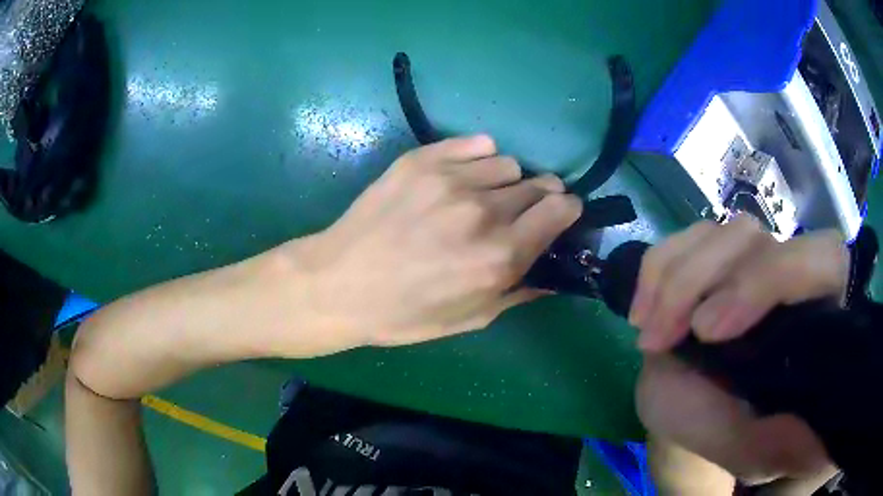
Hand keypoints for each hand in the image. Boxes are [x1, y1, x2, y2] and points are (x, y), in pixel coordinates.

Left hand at [290, 135, 581, 347]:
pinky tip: (463, 176)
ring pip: (507, 163)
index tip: (560, 213)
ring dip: (505, 181)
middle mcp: (483, 212)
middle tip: (518, 211)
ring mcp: (450, 180)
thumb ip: (518, 292)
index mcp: (499, 257)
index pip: (560, 209)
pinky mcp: (422, 161)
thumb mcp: (469, 319)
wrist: (338, 285)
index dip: (567, 209)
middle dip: (539, 197)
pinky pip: (476, 144)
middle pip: (538, 184)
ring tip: (482, 197)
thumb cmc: (404, 314)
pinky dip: (479, 158)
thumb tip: (553, 274)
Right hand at [631, 217, 848, 484]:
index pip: (819, 260)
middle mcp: (790, 273)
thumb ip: (783, 440)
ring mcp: (750, 261)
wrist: (704, 413)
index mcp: (818, 312)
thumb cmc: (739, 432)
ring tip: (650, 337)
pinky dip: (657, 270)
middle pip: (755, 240)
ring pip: (718, 234)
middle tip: (662, 340)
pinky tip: (643, 313)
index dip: (771, 278)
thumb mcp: (761, 448)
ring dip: (673, 281)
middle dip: (703, 283)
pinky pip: (684, 240)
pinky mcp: (714, 259)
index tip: (711, 333)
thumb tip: (813, 433)